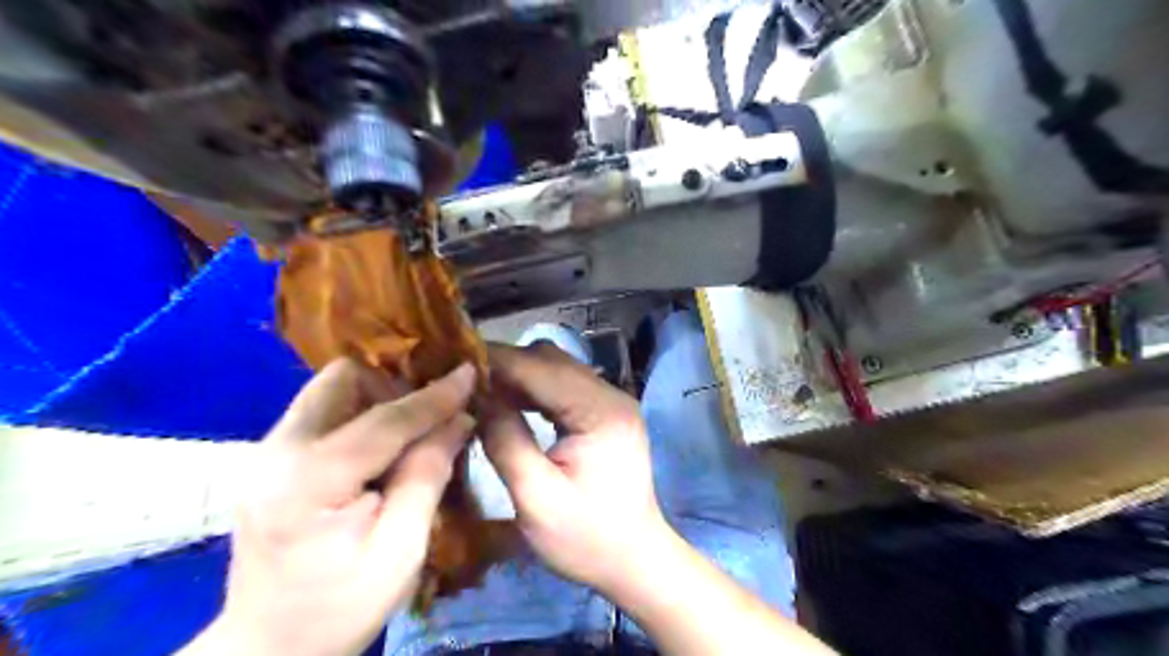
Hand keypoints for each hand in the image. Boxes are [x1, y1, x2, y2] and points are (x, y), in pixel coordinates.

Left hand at [183, 358, 473, 655]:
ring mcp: (266, 453)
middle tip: (428, 418)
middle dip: (393, 387)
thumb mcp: (401, 550)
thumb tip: (459, 419)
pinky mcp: (271, 459)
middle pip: (342, 380)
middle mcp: (276, 452)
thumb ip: (428, 475)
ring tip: (408, 434)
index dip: (434, 397)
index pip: (383, 421)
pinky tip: (382, 448)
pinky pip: (324, 411)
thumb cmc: (340, 609)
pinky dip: (360, 414)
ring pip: (331, 389)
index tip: (471, 373)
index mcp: (307, 482)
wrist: (269, 647)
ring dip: (377, 399)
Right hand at [481, 343, 670, 594]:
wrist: (633, 559)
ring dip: (518, 375)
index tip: (455, 361)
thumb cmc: (586, 538)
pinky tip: (509, 403)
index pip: (541, 368)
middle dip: (505, 365)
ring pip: (557, 368)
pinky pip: (564, 386)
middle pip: (551, 360)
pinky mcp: (605, 412)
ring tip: (479, 390)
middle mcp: (611, 395)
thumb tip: (476, 398)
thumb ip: (506, 442)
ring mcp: (611, 401)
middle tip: (463, 380)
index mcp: (601, 412)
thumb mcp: (536, 498)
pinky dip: (533, 389)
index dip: (496, 361)